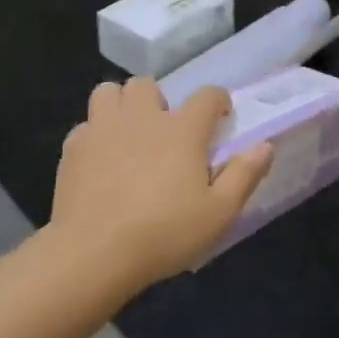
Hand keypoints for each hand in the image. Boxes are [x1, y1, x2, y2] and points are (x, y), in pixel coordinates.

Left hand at [49, 79, 274, 285]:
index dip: (218, 100)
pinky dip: (95, 134)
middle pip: (148, 85)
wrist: (93, 252)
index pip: (207, 96)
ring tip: (127, 133)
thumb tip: (265, 146)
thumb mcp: (219, 213)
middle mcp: (142, 117)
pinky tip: (100, 160)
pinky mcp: (73, 147)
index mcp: (182, 130)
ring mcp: (102, 128)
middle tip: (164, 131)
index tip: (220, 116)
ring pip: (109, 92)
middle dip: (159, 101)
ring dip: (121, 104)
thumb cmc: (164, 233)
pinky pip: (85, 125)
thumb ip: (244, 175)